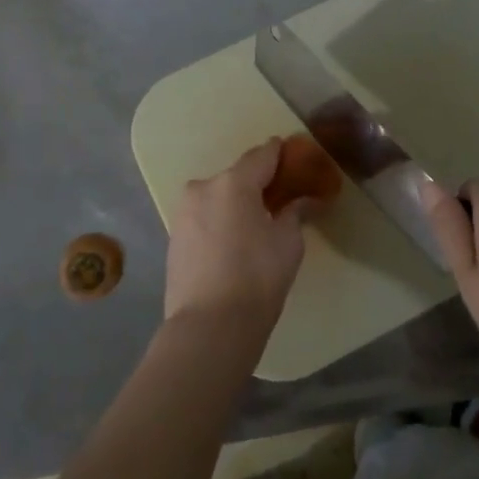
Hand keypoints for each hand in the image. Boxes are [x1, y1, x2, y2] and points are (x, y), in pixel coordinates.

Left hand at [165, 139, 324, 338]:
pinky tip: (234, 242)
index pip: (262, 155)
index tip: (295, 156)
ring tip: (257, 224)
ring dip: (236, 203)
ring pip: (218, 197)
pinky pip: (204, 217)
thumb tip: (305, 201)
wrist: (209, 326)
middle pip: (237, 176)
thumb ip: (295, 213)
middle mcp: (203, 188)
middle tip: (280, 197)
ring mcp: (183, 212)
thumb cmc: (257, 278)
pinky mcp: (173, 237)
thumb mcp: (288, 243)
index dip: (280, 153)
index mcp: (233, 182)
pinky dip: (220, 221)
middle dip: (258, 183)